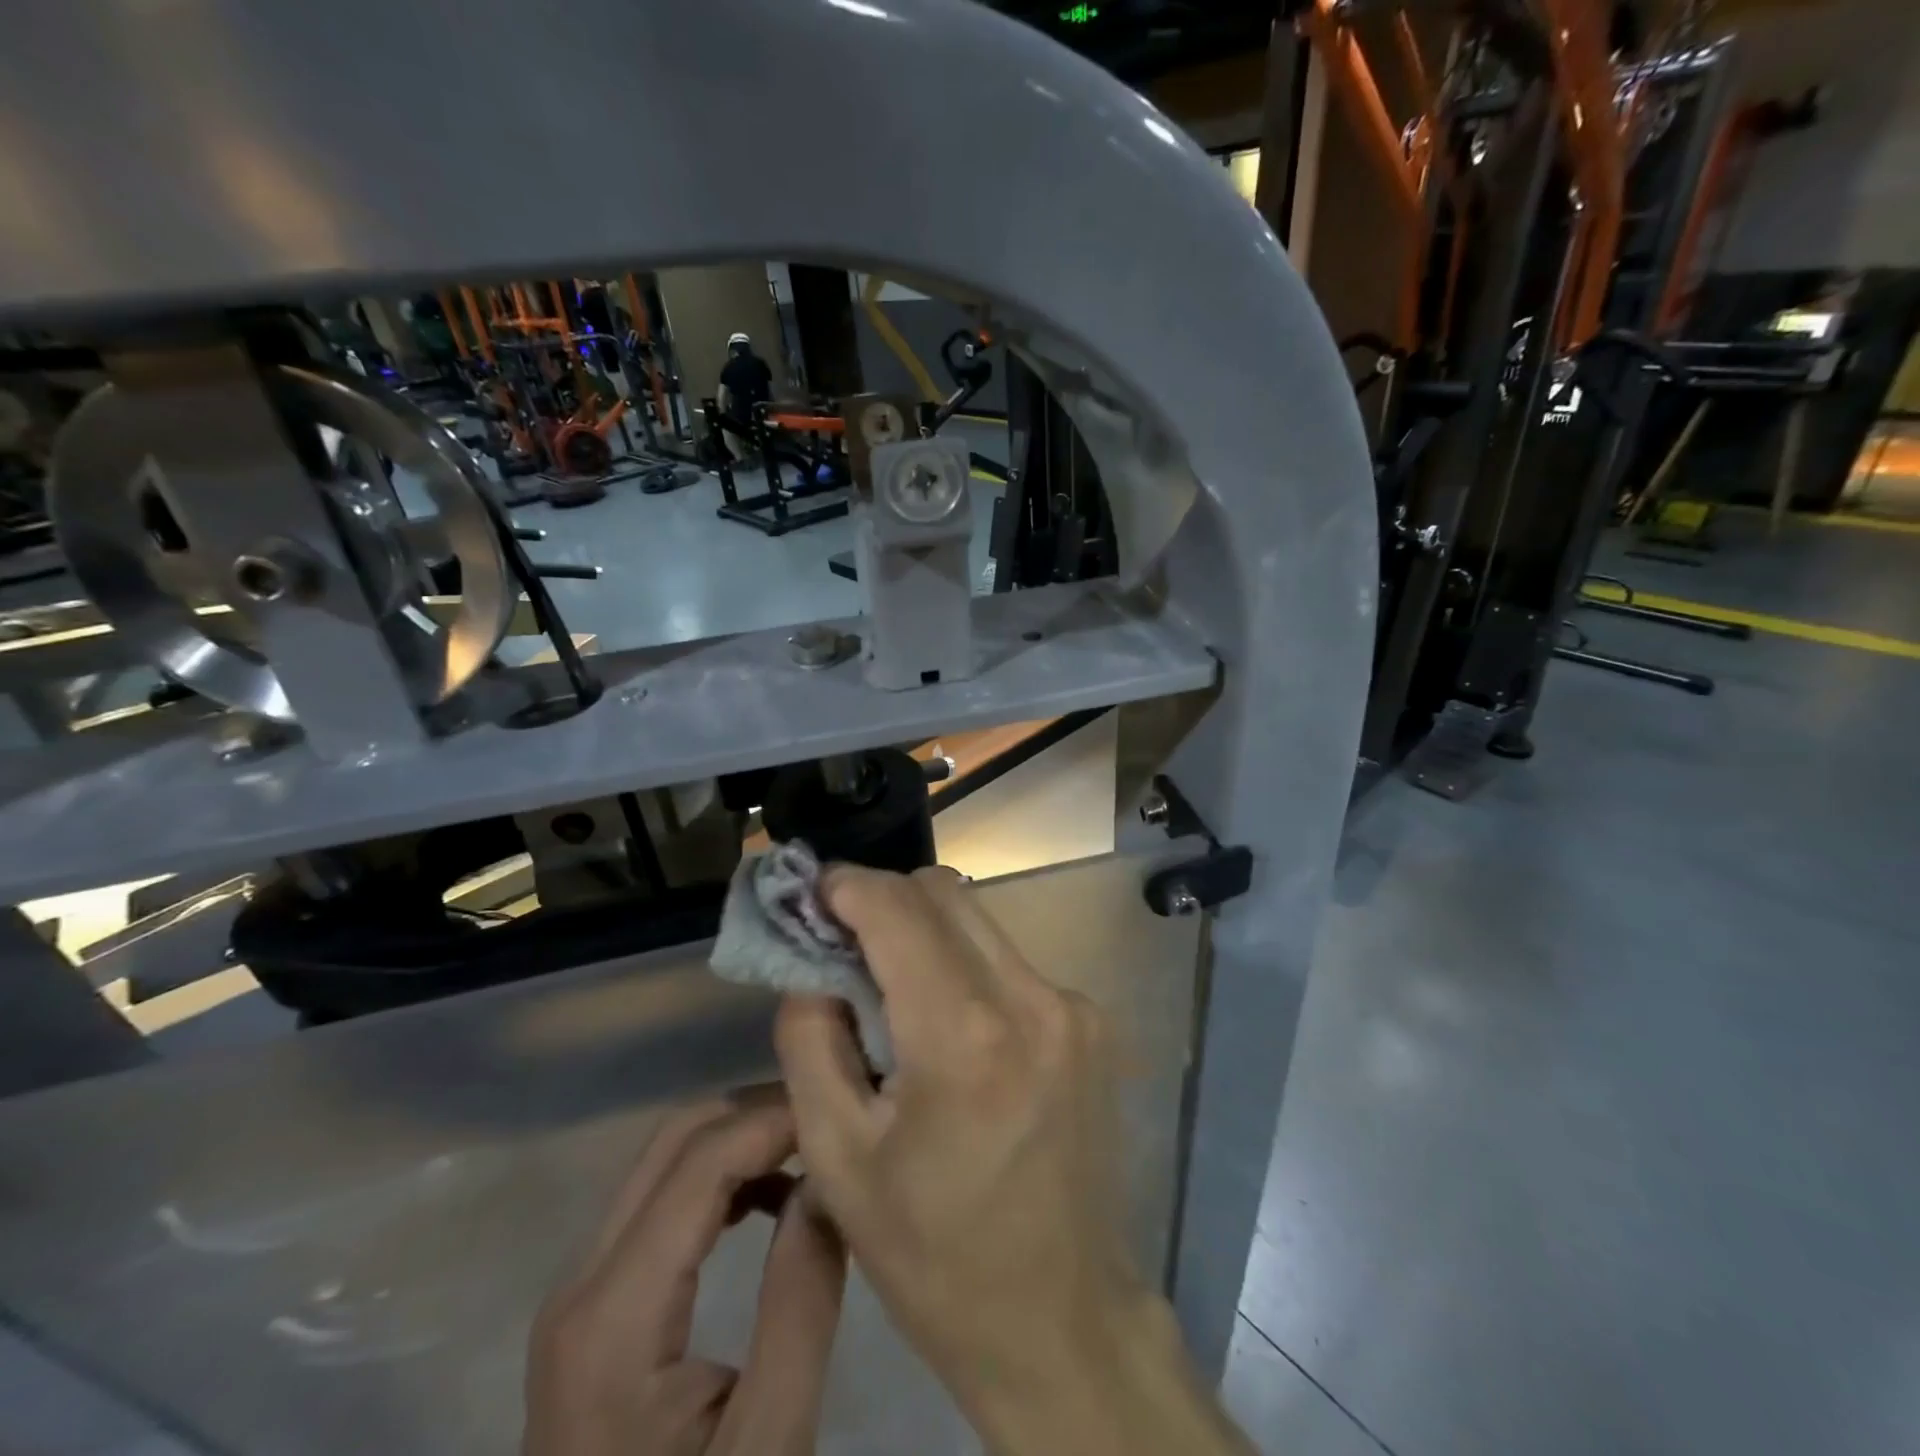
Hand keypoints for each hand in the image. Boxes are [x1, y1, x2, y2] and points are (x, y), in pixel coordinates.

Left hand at [524, 1093, 846, 1455]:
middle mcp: (580, 1281)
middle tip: (833, 1120)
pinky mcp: (594, 1304)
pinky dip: (722, 1175)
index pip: (700, 1163)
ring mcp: (579, 1290)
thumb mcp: (767, 1446)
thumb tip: (828, 1179)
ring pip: (665, 1160)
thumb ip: (800, 1302)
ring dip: (742, 1138)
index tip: (843, 1110)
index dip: (775, 1120)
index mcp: (612, 1319)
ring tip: (815, 1149)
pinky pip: (660, 1199)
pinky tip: (774, 1198)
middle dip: (758, 1114)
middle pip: (674, 1140)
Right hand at [775, 866, 1247, 1454]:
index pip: (898, 908)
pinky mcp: (1091, 1021)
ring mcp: (1072, 1005)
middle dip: (883, 899)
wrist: (1062, 1317)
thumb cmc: (936, 1254)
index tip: (813, 894)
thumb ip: (810, 1040)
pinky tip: (946, 1023)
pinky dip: (963, 965)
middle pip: (942, 894)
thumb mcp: (837, 1159)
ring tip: (888, 984)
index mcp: (965, 1036)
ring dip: (923, 930)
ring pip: (977, 921)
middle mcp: (1031, 999)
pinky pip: (1008, 961)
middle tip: (841, 938)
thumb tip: (814, 967)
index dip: (848, 886)